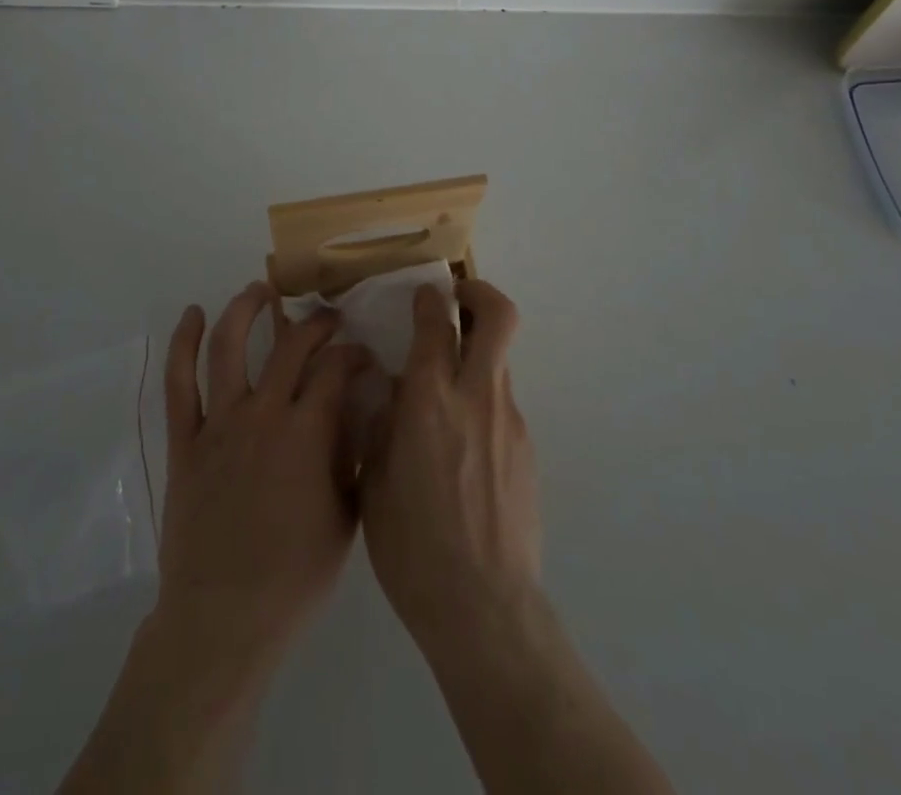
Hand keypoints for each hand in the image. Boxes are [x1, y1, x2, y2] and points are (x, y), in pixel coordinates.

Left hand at [154, 282, 370, 678]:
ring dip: (245, 309)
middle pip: (291, 347)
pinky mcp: (185, 440)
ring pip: (230, 348)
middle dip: (316, 324)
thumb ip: (353, 457)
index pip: (336, 369)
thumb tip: (361, 411)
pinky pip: (180, 383)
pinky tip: (193, 315)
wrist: (223, 618)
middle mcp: (263, 415)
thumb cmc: (294, 576)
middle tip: (328, 319)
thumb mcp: (345, 517)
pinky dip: (184, 344)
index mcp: (306, 434)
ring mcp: (219, 424)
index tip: (364, 354)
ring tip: (259, 289)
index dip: (353, 353)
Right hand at [359, 279, 539, 660]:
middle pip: (498, 317)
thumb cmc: (411, 545)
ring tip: (447, 388)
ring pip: (500, 361)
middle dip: (480, 293)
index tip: (423, 295)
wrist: (483, 607)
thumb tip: (389, 390)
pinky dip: (482, 402)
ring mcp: (510, 422)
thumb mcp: (373, 479)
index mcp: (430, 401)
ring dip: (478, 353)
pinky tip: (461, 448)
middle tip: (459, 298)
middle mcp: (477, 397)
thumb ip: (381, 424)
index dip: (429, 300)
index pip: (437, 324)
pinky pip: (502, 405)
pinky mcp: (527, 449)